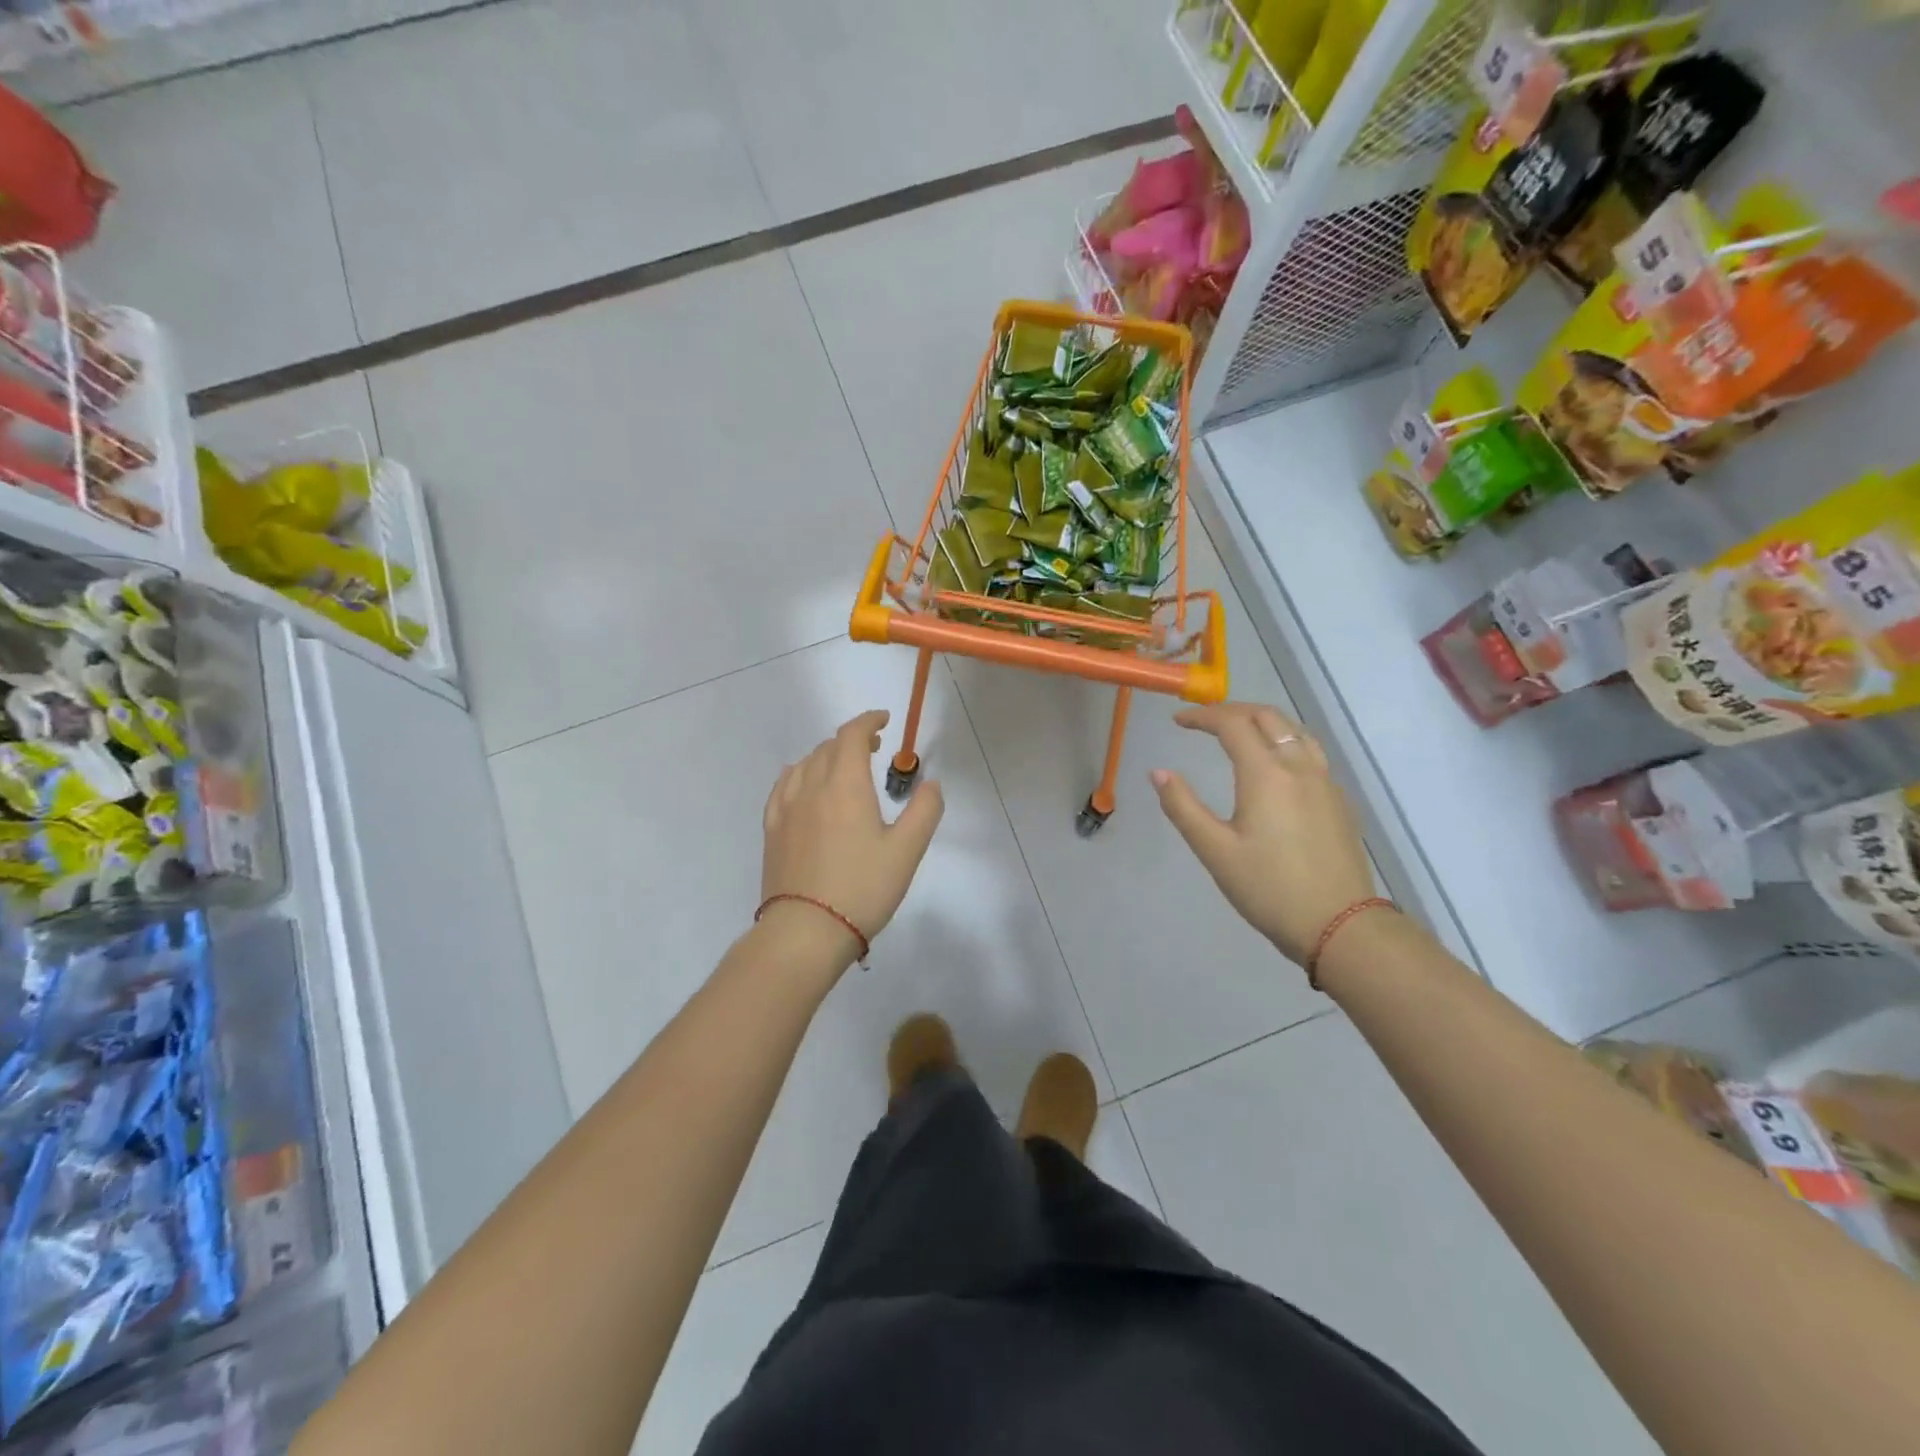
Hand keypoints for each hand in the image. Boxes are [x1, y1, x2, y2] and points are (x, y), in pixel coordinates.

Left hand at [760, 710, 944, 972]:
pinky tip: (802, 783)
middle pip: (828, 747)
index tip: (884, 721)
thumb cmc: (862, 888)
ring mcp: (786, 808)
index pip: (852, 735)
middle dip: (852, 739)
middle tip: (873, 748)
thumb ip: (924, 811)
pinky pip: (783, 786)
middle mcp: (812, 787)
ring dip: (826, 755)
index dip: (868, 721)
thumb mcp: (907, 851)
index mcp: (845, 785)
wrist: (806, 931)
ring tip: (842, 767)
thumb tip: (930, 784)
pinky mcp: (772, 830)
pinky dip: (799, 773)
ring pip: (805, 764)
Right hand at [1151, 703, 1377, 968]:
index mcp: (1266, 775)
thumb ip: (1183, 807)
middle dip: (1232, 711)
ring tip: (1237, 732)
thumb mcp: (1215, 851)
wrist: (1340, 925)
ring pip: (1294, 730)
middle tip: (1203, 720)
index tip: (1177, 721)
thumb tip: (1158, 772)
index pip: (1232, 724)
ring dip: (1262, 721)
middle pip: (1267, 717)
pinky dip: (1283, 740)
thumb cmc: (1269, 889)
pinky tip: (1273, 764)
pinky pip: (1309, 751)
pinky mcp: (1338, 800)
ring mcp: (1324, 782)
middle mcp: (1299, 767)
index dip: (1202, 716)